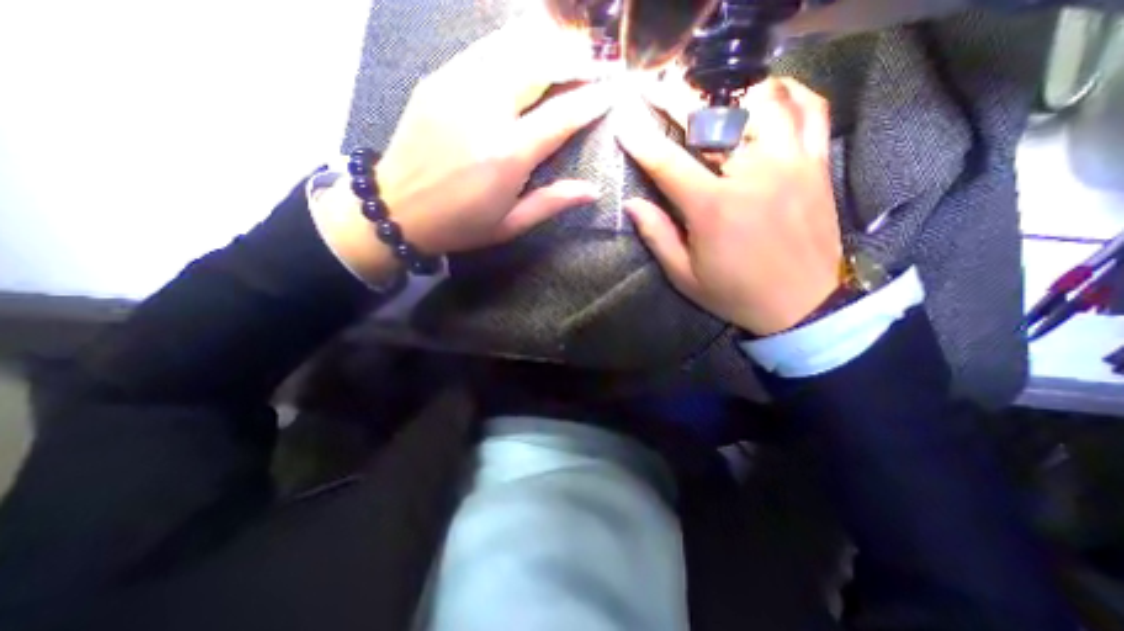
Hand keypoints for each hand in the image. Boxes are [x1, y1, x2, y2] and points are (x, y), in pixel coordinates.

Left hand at [315, 11, 611, 283]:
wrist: (395, 209)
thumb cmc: (459, 225)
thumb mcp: (509, 225)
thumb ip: (551, 202)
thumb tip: (592, 191)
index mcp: (507, 154)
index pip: (561, 115)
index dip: (591, 100)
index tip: (612, 92)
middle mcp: (485, 111)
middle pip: (539, 64)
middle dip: (574, 58)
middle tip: (597, 63)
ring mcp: (457, 87)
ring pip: (511, 45)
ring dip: (547, 44)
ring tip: (569, 51)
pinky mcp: (438, 79)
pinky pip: (484, 49)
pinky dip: (513, 45)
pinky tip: (528, 51)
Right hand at [615, 77, 842, 338]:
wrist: (802, 306)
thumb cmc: (735, 294)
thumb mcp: (684, 276)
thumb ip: (657, 236)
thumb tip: (631, 205)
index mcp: (714, 208)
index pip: (668, 163)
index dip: (641, 141)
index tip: (624, 123)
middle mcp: (752, 176)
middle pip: (712, 120)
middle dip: (677, 98)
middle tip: (657, 86)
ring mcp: (790, 165)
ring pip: (763, 102)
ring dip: (730, 91)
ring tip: (710, 93)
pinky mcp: (816, 166)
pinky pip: (810, 111)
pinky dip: (789, 94)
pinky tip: (768, 95)